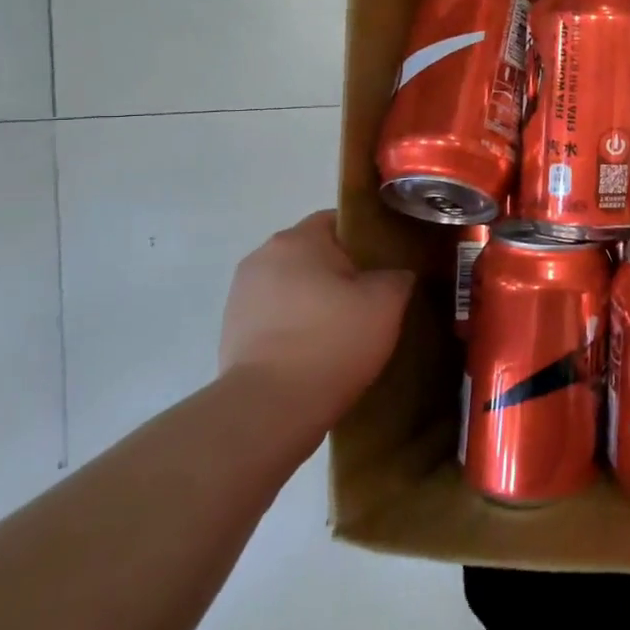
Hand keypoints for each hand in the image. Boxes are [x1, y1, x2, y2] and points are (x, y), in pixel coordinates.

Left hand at [219, 210, 413, 430]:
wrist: (270, 408)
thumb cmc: (332, 340)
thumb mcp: (387, 302)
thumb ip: (398, 275)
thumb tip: (396, 274)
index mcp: (297, 239)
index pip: (339, 221)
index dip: (368, 239)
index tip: (388, 265)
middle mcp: (262, 257)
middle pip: (314, 254)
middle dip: (341, 272)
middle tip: (373, 300)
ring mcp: (240, 295)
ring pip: (294, 286)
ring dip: (317, 300)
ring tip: (345, 331)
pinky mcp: (231, 332)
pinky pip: (276, 316)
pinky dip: (296, 326)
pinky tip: (318, 352)